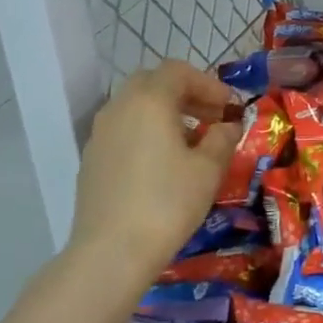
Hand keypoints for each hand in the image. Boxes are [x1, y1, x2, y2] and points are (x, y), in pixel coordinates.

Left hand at [68, 61, 240, 274]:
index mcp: (148, 100)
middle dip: (186, 95)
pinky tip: (164, 165)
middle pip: (153, 84)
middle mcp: (118, 107)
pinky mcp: (91, 160)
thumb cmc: (168, 202)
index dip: (209, 84)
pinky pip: (123, 131)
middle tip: (211, 118)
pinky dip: (146, 133)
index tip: (230, 108)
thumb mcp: (209, 169)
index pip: (178, 72)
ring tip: (192, 143)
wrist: (112, 251)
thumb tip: (228, 126)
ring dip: (165, 114)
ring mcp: (99, 134)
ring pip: (135, 107)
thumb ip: (222, 139)